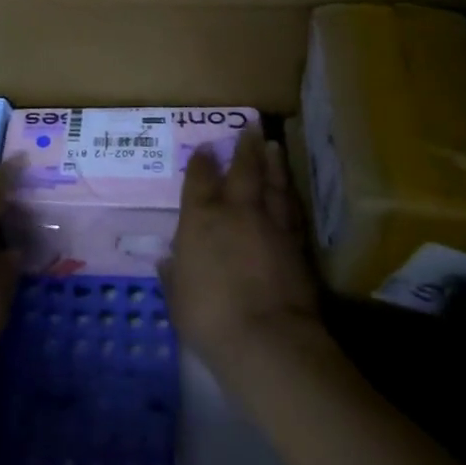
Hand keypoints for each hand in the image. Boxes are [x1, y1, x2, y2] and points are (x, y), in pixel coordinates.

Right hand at [162, 129, 322, 377]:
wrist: (267, 338)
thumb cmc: (210, 317)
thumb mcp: (178, 299)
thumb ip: (174, 276)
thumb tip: (169, 262)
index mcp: (201, 219)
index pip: (200, 179)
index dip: (203, 161)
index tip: (206, 148)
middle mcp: (236, 211)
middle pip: (243, 170)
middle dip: (245, 147)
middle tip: (251, 126)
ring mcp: (270, 224)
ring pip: (273, 183)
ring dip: (273, 163)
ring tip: (273, 146)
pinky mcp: (296, 243)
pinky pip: (292, 209)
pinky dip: (290, 195)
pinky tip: (290, 190)